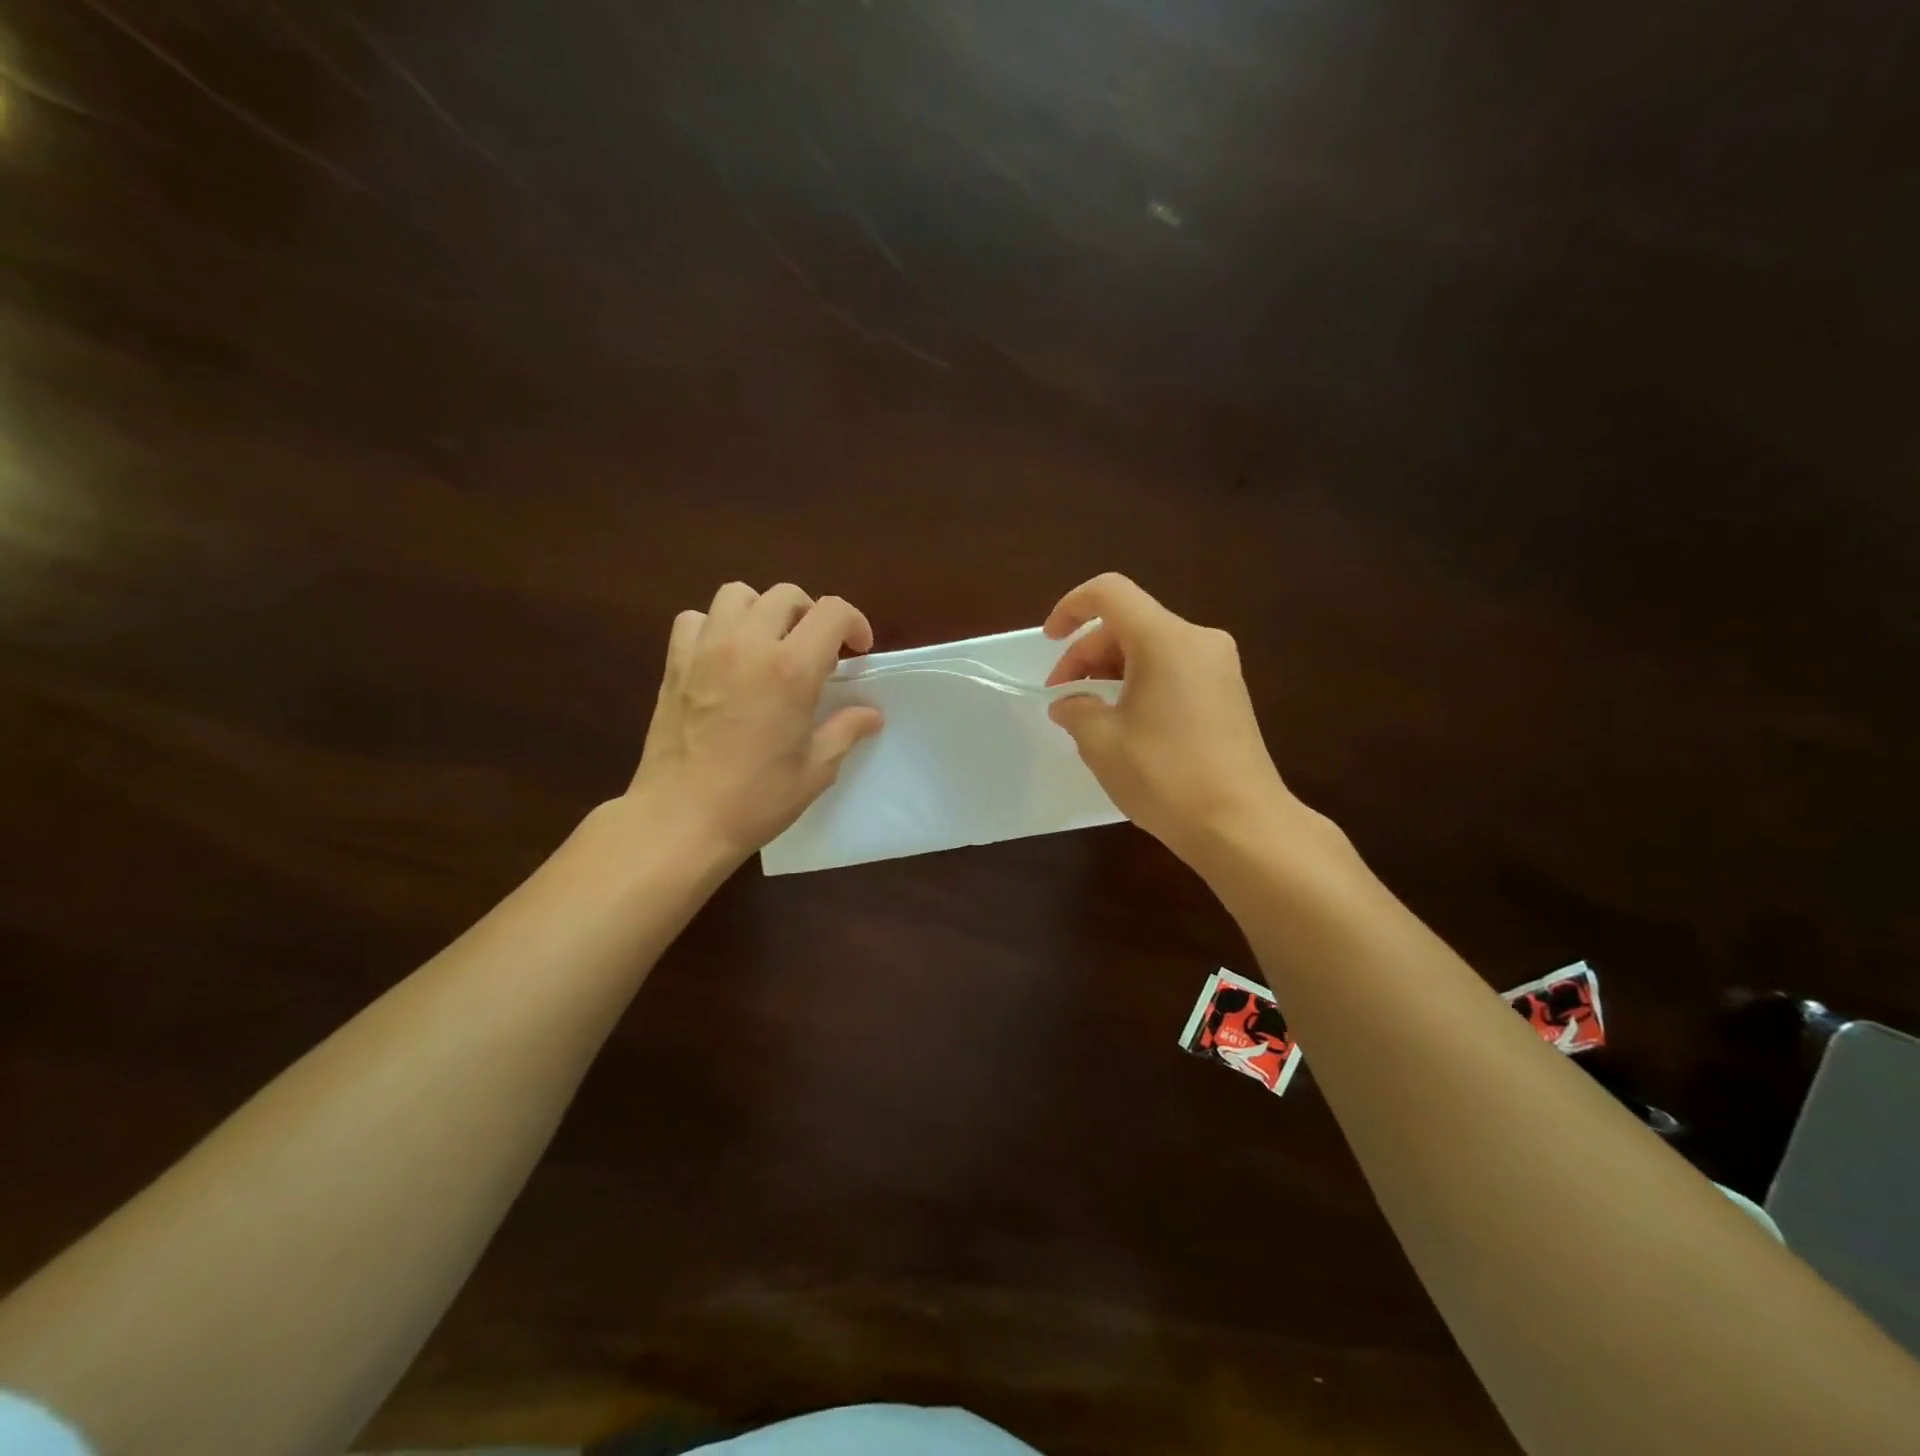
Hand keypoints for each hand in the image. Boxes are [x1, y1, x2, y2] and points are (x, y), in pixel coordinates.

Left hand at [627, 583, 883, 860]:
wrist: (680, 820)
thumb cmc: (755, 799)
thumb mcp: (815, 770)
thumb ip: (845, 731)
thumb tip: (870, 714)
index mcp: (791, 669)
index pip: (832, 612)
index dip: (854, 623)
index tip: (858, 651)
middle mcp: (748, 645)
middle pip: (786, 596)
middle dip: (811, 616)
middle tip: (816, 652)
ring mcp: (706, 650)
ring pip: (737, 595)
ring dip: (762, 612)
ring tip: (769, 645)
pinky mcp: (674, 664)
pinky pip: (694, 620)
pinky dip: (714, 626)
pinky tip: (724, 657)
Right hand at [1044, 573, 1300, 864]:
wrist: (1242, 825)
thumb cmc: (1165, 776)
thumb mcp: (1102, 742)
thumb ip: (1075, 710)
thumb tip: (1068, 704)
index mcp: (1166, 639)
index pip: (1110, 593)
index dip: (1071, 607)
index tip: (1050, 641)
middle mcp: (1198, 641)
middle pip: (1129, 623)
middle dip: (1087, 653)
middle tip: (1063, 699)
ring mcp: (1220, 667)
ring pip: (1151, 648)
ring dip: (1112, 671)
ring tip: (1090, 715)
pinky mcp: (1229, 694)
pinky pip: (1174, 670)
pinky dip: (1140, 683)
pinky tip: (1126, 724)